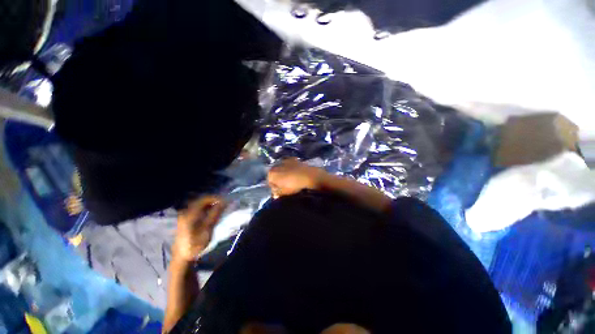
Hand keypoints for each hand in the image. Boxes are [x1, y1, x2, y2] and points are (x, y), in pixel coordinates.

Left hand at [172, 196, 225, 262]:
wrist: (182, 256)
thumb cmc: (195, 244)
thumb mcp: (207, 229)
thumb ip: (215, 214)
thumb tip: (224, 202)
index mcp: (190, 213)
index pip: (205, 199)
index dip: (216, 198)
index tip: (226, 201)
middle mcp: (186, 211)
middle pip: (202, 200)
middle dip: (214, 201)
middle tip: (224, 204)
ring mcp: (185, 214)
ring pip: (200, 204)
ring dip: (211, 204)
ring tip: (220, 208)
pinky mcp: (186, 218)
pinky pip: (198, 209)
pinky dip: (206, 209)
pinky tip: (212, 213)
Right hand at [267, 158, 325, 198]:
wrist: (307, 175)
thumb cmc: (294, 185)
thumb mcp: (284, 192)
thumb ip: (277, 193)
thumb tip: (275, 194)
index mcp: (271, 173)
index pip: (269, 182)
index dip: (274, 187)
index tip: (279, 191)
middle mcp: (275, 165)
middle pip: (274, 174)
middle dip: (278, 179)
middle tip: (284, 185)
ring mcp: (284, 161)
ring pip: (281, 169)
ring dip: (283, 173)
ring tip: (290, 178)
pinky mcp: (292, 159)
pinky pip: (288, 164)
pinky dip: (289, 168)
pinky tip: (294, 172)